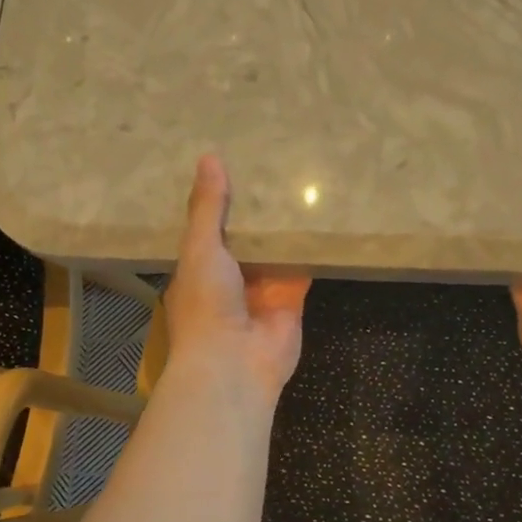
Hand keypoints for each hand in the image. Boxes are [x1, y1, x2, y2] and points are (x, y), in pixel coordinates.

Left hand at [162, 155, 310, 404]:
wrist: (235, 363)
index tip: (230, 163)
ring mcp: (262, 290)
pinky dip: (311, 247)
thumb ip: (207, 207)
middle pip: (245, 237)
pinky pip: (303, 267)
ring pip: (275, 250)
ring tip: (299, 180)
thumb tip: (209, 158)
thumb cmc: (206, 303)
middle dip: (255, 211)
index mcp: (198, 268)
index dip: (217, 201)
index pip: (207, 228)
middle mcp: (229, 278)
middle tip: (272, 163)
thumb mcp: (200, 248)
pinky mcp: (292, 299)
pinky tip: (323, 215)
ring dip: (284, 226)